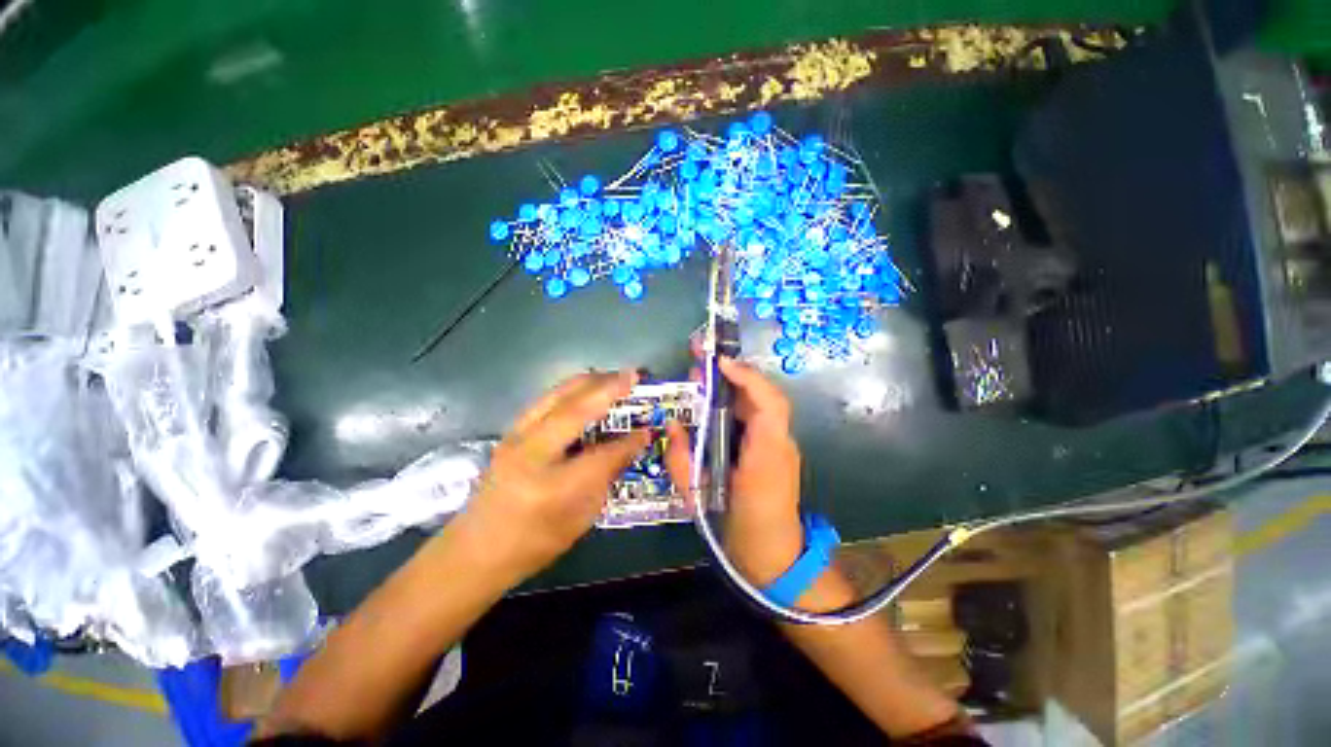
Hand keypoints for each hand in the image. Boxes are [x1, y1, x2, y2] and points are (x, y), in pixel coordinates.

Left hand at [451, 371, 649, 584]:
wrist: (476, 549)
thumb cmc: (534, 541)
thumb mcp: (580, 517)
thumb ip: (606, 475)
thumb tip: (632, 445)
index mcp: (552, 485)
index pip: (602, 454)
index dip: (629, 440)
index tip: (649, 428)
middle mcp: (530, 451)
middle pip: (575, 406)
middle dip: (608, 386)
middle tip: (633, 376)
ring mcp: (516, 436)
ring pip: (557, 393)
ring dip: (590, 381)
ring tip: (614, 376)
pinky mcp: (511, 431)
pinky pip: (547, 399)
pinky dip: (572, 389)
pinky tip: (587, 388)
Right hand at [665, 357, 804, 585]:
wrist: (775, 559)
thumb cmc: (738, 530)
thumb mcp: (699, 498)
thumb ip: (682, 459)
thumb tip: (673, 423)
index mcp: (766, 456)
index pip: (768, 404)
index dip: (747, 378)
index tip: (719, 362)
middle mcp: (779, 443)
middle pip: (763, 396)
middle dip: (733, 372)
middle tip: (701, 358)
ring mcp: (780, 444)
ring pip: (759, 403)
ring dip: (733, 385)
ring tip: (702, 375)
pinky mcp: (774, 448)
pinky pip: (756, 417)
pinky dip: (736, 402)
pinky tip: (714, 400)